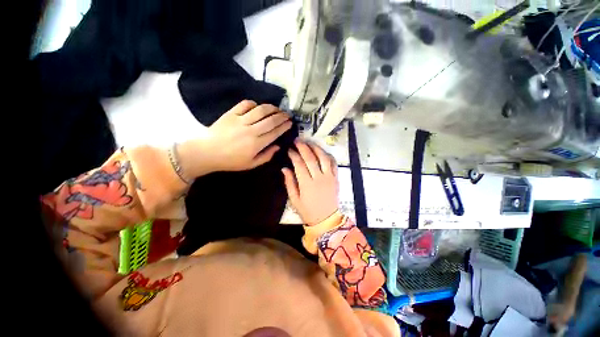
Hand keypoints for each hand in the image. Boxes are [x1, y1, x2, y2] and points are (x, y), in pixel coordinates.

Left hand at [179, 100, 291, 176]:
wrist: (207, 153)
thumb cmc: (231, 161)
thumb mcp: (251, 164)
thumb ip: (266, 156)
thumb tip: (278, 146)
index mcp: (257, 144)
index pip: (275, 132)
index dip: (284, 126)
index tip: (290, 123)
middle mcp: (251, 130)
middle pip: (270, 120)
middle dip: (281, 116)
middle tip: (287, 115)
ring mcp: (240, 120)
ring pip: (260, 110)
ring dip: (271, 108)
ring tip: (277, 109)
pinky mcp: (231, 114)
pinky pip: (245, 104)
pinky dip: (253, 103)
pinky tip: (257, 106)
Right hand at [282, 140, 338, 225]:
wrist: (326, 219)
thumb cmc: (308, 211)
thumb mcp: (294, 200)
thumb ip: (289, 183)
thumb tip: (284, 168)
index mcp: (307, 184)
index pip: (299, 164)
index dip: (294, 155)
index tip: (289, 150)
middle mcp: (319, 178)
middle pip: (311, 158)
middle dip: (303, 147)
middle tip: (297, 140)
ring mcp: (329, 177)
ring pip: (324, 158)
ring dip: (316, 148)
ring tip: (309, 142)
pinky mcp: (336, 178)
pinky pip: (333, 163)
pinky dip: (328, 155)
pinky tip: (322, 151)